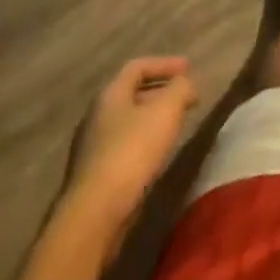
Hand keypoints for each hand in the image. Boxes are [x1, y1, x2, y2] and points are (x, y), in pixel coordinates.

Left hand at [65, 57, 198, 224]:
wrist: (93, 216)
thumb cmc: (131, 153)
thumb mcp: (166, 112)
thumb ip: (180, 90)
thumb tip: (186, 83)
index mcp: (110, 94)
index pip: (138, 67)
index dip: (165, 64)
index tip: (189, 68)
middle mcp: (96, 115)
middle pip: (131, 94)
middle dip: (160, 92)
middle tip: (185, 98)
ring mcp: (90, 148)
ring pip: (127, 122)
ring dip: (152, 119)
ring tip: (174, 126)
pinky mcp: (92, 177)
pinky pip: (122, 147)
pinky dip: (143, 142)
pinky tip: (156, 156)